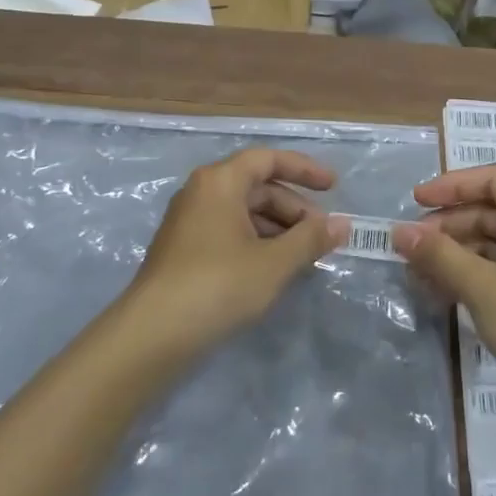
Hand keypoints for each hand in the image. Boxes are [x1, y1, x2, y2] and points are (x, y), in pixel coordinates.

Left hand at [122, 149, 347, 359]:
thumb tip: (343, 224)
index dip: (304, 170)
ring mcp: (188, 221)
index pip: (268, 160)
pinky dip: (256, 242)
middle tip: (321, 236)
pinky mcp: (183, 249)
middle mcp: (201, 192)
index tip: (334, 188)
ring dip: (277, 229)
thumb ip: (311, 240)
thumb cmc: (218, 286)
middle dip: (294, 209)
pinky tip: (273, 270)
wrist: (152, 334)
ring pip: (243, 212)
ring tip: (303, 258)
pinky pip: (229, 232)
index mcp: (220, 181)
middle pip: (256, 187)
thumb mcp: (274, 263)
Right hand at [394, 165, 495, 430]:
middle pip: (490, 210)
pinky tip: (442, 289)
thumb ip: (438, 255)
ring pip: (492, 241)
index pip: (493, 179)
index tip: (416, 201)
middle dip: (448, 224)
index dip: (452, 185)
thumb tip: (398, 231)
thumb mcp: (482, 287)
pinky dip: (471, 272)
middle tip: (411, 244)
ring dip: (455, 252)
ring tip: (418, 270)